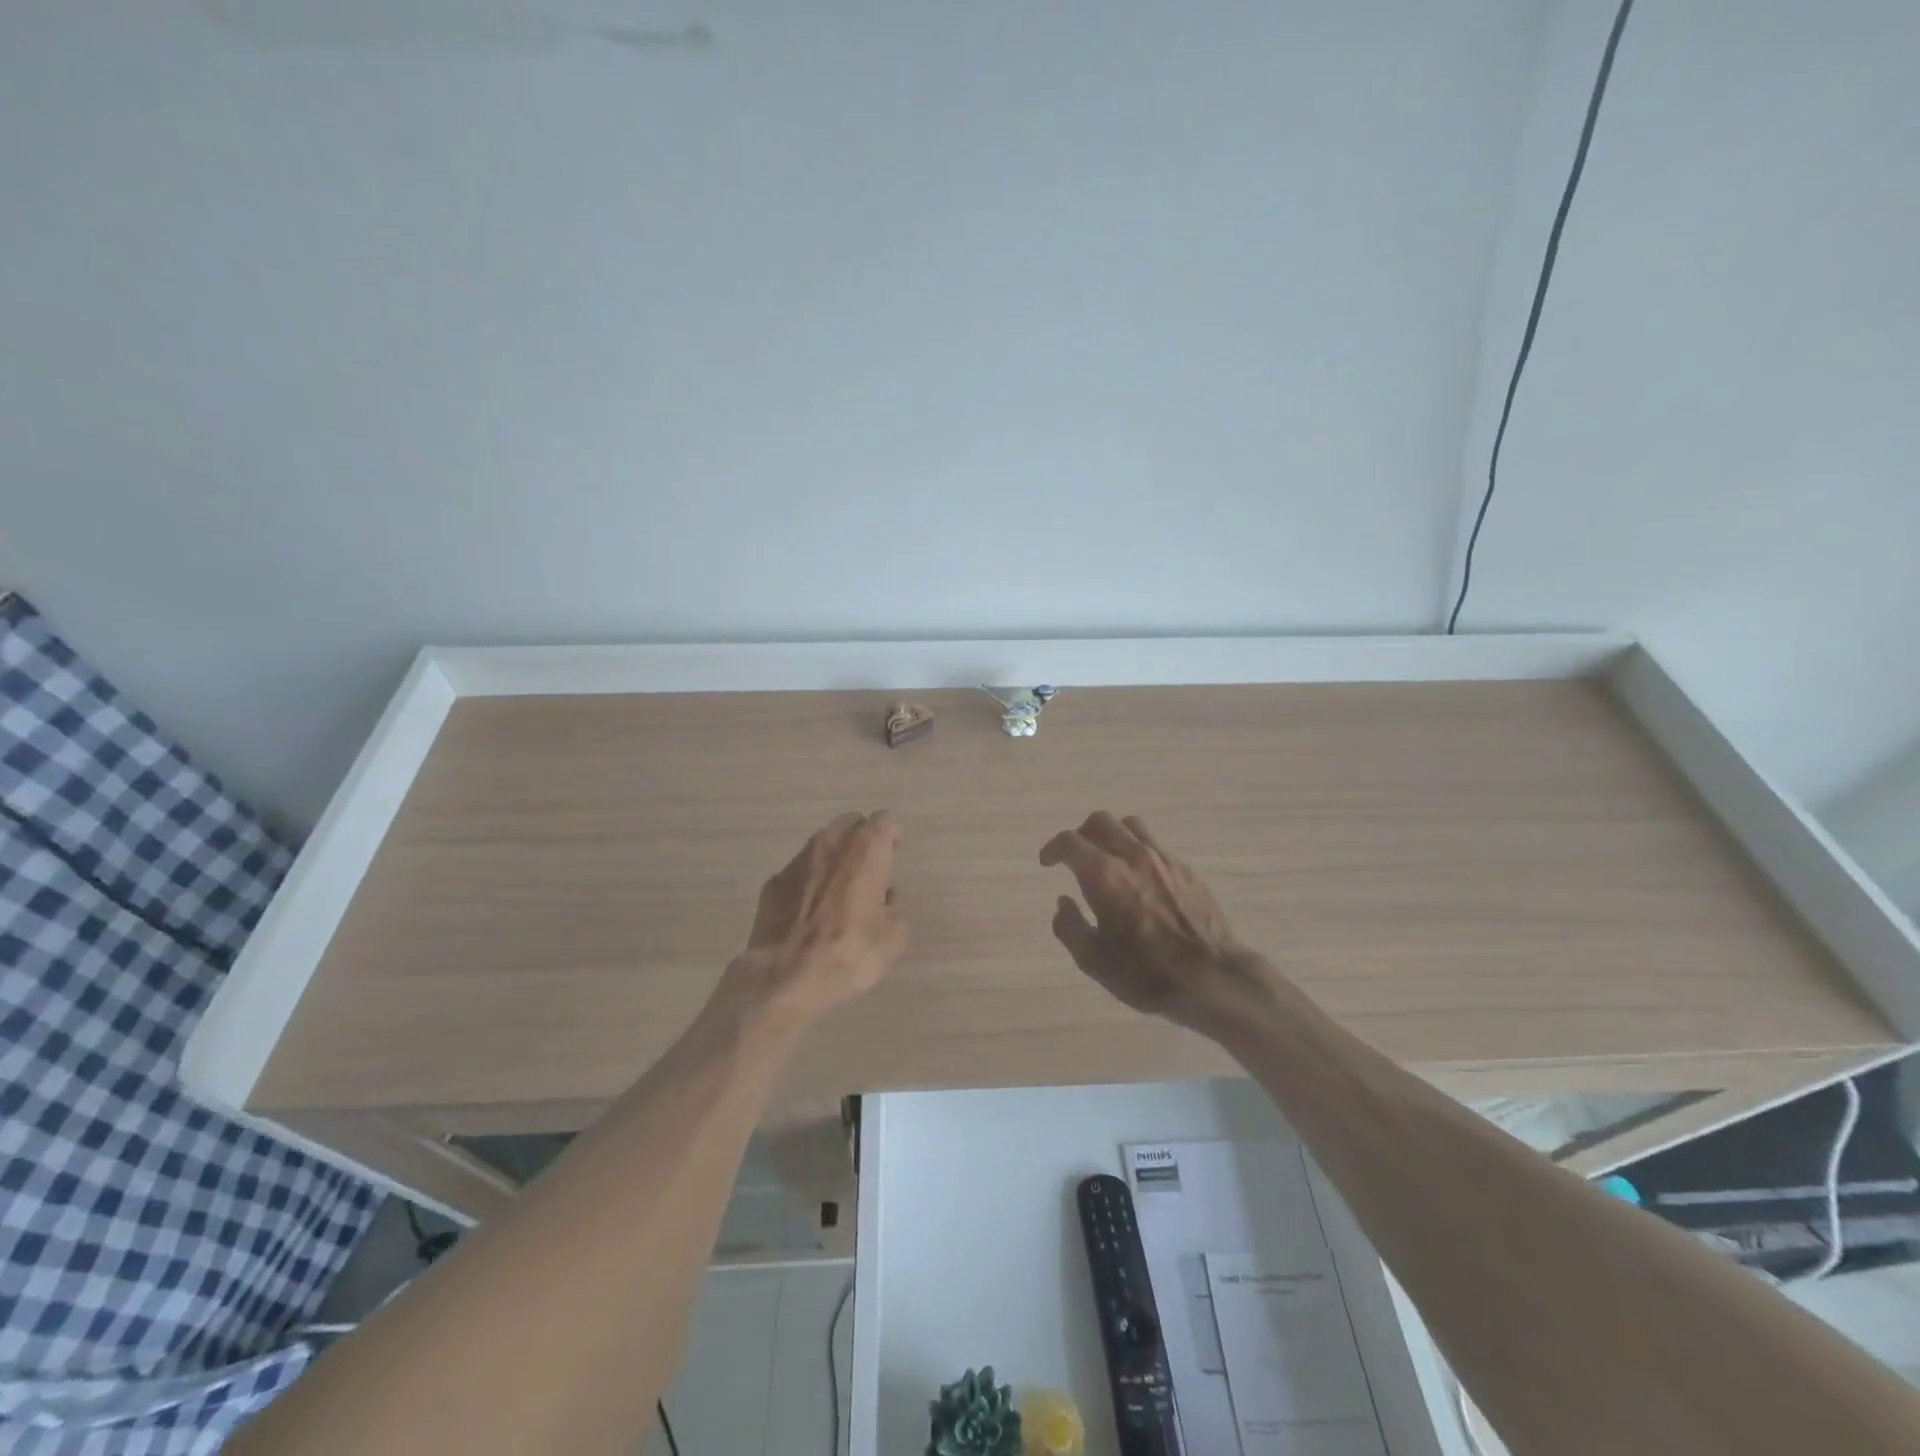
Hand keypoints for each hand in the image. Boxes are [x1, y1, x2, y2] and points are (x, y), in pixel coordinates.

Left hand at [722, 810, 908, 1022]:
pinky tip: (811, 912)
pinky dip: (809, 882)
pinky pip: (799, 872)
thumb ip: (893, 911)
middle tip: (870, 869)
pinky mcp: (772, 884)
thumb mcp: (893, 939)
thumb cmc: (849, 952)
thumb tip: (883, 904)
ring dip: (835, 859)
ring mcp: (796, 861)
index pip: (884, 821)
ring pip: (822, 845)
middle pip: (850, 824)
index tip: (895, 854)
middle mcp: (830, 844)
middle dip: (861, 839)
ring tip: (840, 892)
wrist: (785, 978)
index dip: (892, 836)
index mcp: (865, 849)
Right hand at [1040, 812, 1277, 1038]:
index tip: (1048, 863)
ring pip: (1130, 825)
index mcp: (1103, 875)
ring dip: (1111, 835)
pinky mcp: (1185, 869)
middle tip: (1075, 857)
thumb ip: (1070, 927)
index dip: (1053, 848)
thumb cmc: (1146, 973)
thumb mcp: (1093, 961)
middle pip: (1100, 821)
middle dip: (1081, 834)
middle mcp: (1132, 856)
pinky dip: (1137, 850)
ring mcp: (1163, 859)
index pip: (1069, 842)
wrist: (1212, 977)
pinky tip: (1139, 877)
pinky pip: (1154, 844)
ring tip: (1107, 858)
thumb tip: (1063, 903)